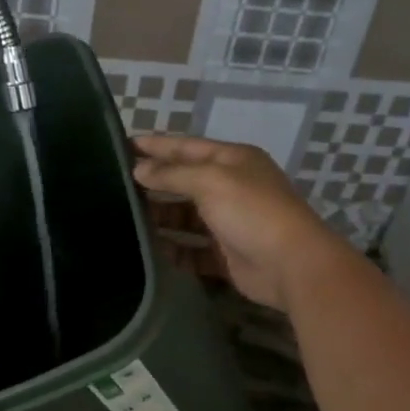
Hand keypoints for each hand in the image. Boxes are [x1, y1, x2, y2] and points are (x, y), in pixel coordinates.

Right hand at [132, 135, 356, 311]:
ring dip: (161, 217)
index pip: (188, 147)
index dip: (158, 146)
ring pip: (187, 217)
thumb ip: (172, 174)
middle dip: (156, 182)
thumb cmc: (251, 211)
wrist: (291, 264)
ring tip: (127, 218)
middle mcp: (232, 188)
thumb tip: (140, 170)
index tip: (125, 145)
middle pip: (186, 182)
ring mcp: (230, 223)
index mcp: (234, 161)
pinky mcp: (226, 255)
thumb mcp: (210, 181)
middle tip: (118, 184)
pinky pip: (193, 250)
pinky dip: (175, 249)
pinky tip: (151, 249)